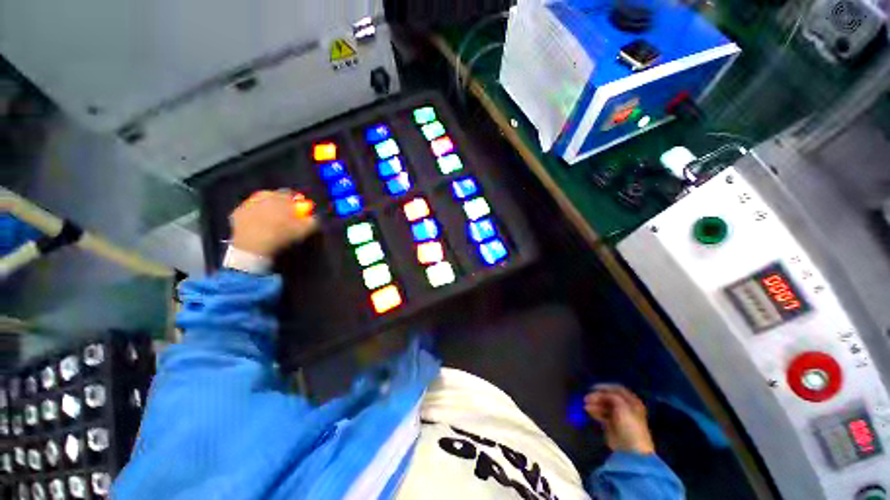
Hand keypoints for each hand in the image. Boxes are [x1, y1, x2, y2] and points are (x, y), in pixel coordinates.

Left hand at [229, 190, 318, 257]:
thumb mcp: (305, 229)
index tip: (298, 208)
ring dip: (266, 206)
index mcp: (280, 197)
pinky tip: (257, 223)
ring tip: (270, 218)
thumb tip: (314, 216)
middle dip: (279, 201)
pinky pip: (247, 210)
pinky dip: (253, 214)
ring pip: (259, 201)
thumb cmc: (282, 235)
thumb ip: (312, 220)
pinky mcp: (236, 213)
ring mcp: (247, 203)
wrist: (254, 247)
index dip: (296, 201)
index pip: (291, 193)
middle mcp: (262, 196)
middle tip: (284, 213)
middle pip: (273, 195)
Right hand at [584, 384, 655, 454]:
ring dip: (594, 403)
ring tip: (586, 405)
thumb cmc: (630, 425)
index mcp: (632, 402)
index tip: (594, 387)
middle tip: (587, 397)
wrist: (631, 449)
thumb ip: (611, 396)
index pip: (617, 389)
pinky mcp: (610, 425)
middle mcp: (625, 408)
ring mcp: (617, 416)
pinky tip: (588, 411)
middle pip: (608, 397)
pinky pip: (601, 414)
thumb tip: (601, 393)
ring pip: (603, 405)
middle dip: (597, 396)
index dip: (605, 387)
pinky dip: (594, 411)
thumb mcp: (623, 406)